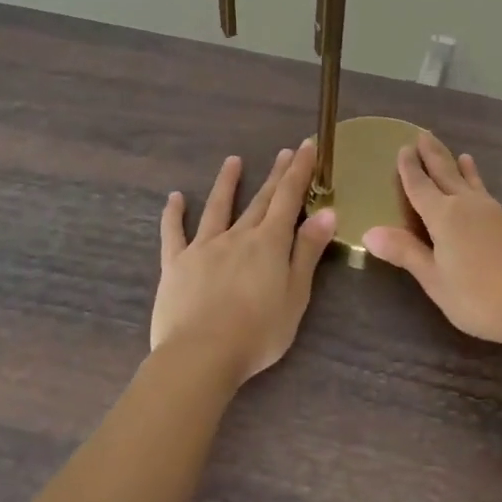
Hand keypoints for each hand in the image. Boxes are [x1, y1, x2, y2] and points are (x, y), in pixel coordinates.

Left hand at [153, 143, 337, 386]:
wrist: (201, 355)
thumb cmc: (258, 331)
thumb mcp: (296, 294)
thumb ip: (308, 251)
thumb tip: (327, 212)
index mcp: (270, 243)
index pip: (288, 198)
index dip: (299, 171)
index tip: (306, 146)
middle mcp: (238, 236)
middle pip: (260, 200)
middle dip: (275, 174)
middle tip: (284, 151)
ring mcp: (204, 247)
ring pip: (218, 208)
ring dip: (227, 183)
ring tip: (233, 161)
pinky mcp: (176, 264)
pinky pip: (174, 233)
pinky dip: (174, 214)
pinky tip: (175, 198)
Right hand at [363, 133, 501, 348]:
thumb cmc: (476, 296)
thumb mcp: (434, 278)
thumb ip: (405, 252)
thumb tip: (369, 232)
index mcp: (444, 216)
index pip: (420, 186)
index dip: (409, 168)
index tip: (402, 148)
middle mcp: (466, 206)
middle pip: (446, 174)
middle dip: (433, 156)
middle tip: (424, 135)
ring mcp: (491, 214)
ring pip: (470, 182)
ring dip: (459, 167)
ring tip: (460, 154)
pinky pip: (484, 193)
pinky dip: (477, 183)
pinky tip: (481, 191)